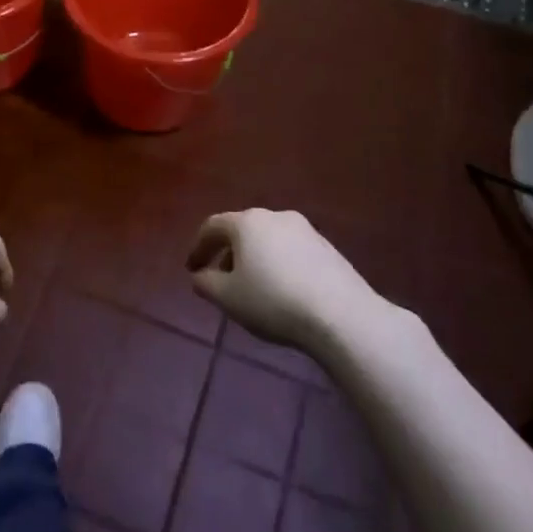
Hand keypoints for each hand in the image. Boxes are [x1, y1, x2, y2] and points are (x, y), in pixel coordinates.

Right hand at [188, 209, 374, 353]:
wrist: (341, 315)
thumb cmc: (273, 301)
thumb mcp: (228, 298)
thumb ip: (206, 283)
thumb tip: (200, 276)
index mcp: (247, 222)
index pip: (213, 226)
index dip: (198, 247)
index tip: (191, 269)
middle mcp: (275, 216)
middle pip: (242, 230)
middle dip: (227, 253)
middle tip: (220, 279)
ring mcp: (305, 230)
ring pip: (268, 240)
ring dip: (254, 258)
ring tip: (252, 287)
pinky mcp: (327, 247)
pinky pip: (291, 250)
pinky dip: (278, 263)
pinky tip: (282, 290)